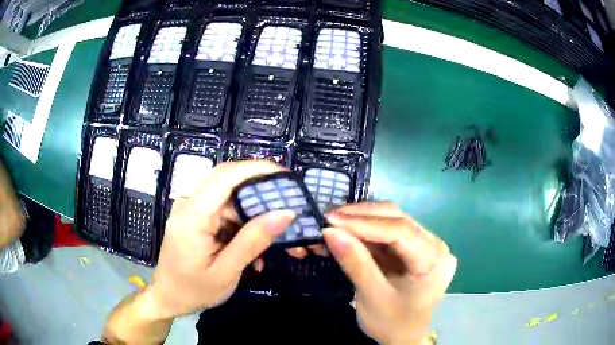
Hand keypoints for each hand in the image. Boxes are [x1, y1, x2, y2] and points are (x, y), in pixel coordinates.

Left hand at [147, 161, 295, 317]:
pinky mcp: (195, 217)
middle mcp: (189, 204)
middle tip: (289, 202)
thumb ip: (253, 241)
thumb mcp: (227, 272)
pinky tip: (254, 244)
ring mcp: (191, 209)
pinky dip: (242, 222)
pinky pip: (223, 210)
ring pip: (229, 196)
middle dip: (260, 188)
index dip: (256, 168)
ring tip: (276, 232)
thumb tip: (285, 213)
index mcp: (192, 216)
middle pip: (228, 181)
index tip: (285, 176)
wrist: (168, 297)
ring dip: (253, 211)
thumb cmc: (194, 290)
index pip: (225, 176)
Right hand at [323, 202, 456, 344]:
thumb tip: (330, 231)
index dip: (364, 223)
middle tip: (329, 217)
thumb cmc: (393, 323)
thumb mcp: (373, 297)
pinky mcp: (413, 247)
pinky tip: (347, 230)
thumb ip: (355, 263)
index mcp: (435, 260)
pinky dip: (365, 230)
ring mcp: (426, 244)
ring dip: (362, 219)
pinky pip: (388, 231)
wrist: (403, 338)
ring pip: (392, 220)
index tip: (331, 220)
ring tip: (335, 221)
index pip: (401, 231)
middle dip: (362, 216)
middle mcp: (435, 245)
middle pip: (398, 219)